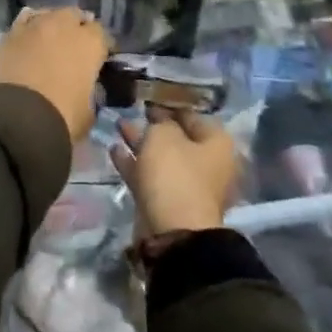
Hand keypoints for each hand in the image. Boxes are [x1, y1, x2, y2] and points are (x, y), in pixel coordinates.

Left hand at [0, 8, 109, 142]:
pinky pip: (24, 22)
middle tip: (73, 48)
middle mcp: (63, 26)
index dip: (101, 46)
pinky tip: (28, 40)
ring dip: (52, 25)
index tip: (99, 59)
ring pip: (48, 14)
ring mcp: (34, 26)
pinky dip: (28, 29)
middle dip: (76, 28)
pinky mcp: (9, 33)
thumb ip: (90, 93)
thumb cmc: (62, 117)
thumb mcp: (88, 112)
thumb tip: (85, 89)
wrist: (17, 118)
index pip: (102, 34)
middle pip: (74, 16)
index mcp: (90, 43)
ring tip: (49, 42)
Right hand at [110, 110, 239, 235]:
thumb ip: (159, 123)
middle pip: (177, 138)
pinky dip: (133, 164)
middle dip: (153, 126)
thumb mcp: (164, 136)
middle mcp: (207, 163)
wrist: (174, 233)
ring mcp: (188, 185)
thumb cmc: (175, 175)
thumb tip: (158, 122)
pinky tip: (114, 150)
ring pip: (161, 158)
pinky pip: (150, 176)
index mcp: (216, 143)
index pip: (192, 115)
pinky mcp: (168, 203)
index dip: (170, 105)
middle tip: (132, 112)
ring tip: (118, 127)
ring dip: (141, 144)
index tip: (148, 98)